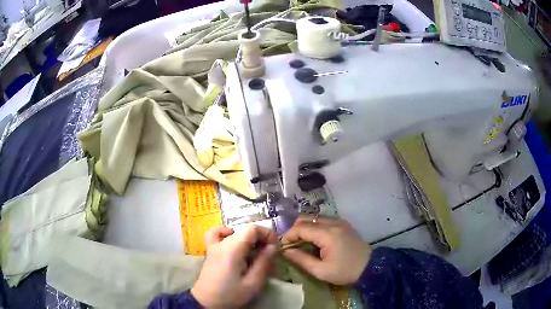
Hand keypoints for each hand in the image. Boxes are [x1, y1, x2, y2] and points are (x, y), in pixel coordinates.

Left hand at [191, 225, 277, 307]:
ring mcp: (213, 246)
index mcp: (233, 249)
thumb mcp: (253, 284)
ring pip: (234, 232)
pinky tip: (232, 241)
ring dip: (248, 238)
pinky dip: (226, 233)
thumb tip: (272, 246)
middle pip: (244, 230)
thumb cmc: (230, 295)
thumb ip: (263, 263)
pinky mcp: (210, 251)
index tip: (275, 247)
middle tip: (268, 253)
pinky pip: (216, 234)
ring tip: (254, 250)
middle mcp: (222, 243)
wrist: (206, 302)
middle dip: (260, 238)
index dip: (267, 233)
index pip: (252, 229)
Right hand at [282, 216, 371, 284]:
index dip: (288, 236)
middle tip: (292, 245)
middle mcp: (333, 222)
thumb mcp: (320, 271)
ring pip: (314, 217)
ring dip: (304, 228)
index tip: (284, 248)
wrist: (370, 267)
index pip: (300, 227)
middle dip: (295, 230)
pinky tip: (314, 240)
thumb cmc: (345, 272)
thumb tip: (285, 251)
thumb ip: (301, 259)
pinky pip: (323, 220)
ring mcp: (339, 221)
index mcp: (327, 234)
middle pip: (306, 218)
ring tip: (301, 243)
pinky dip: (314, 227)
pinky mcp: (343, 224)